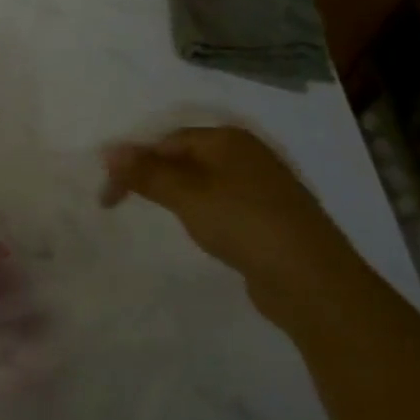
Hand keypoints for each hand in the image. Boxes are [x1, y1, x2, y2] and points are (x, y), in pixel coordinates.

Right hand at [101, 126, 367, 327]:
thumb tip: (108, 149)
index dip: (132, 162)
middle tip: (122, 202)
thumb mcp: (186, 194)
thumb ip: (145, 172)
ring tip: (155, 213)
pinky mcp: (269, 216)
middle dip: (150, 175)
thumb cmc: (243, 223)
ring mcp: (262, 186)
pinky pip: (221, 202)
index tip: (108, 196)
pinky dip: (198, 209)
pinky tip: (197, 228)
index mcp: (228, 139)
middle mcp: (247, 154)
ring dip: (173, 193)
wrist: (312, 280)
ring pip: (202, 180)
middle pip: (183, 157)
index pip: (165, 141)